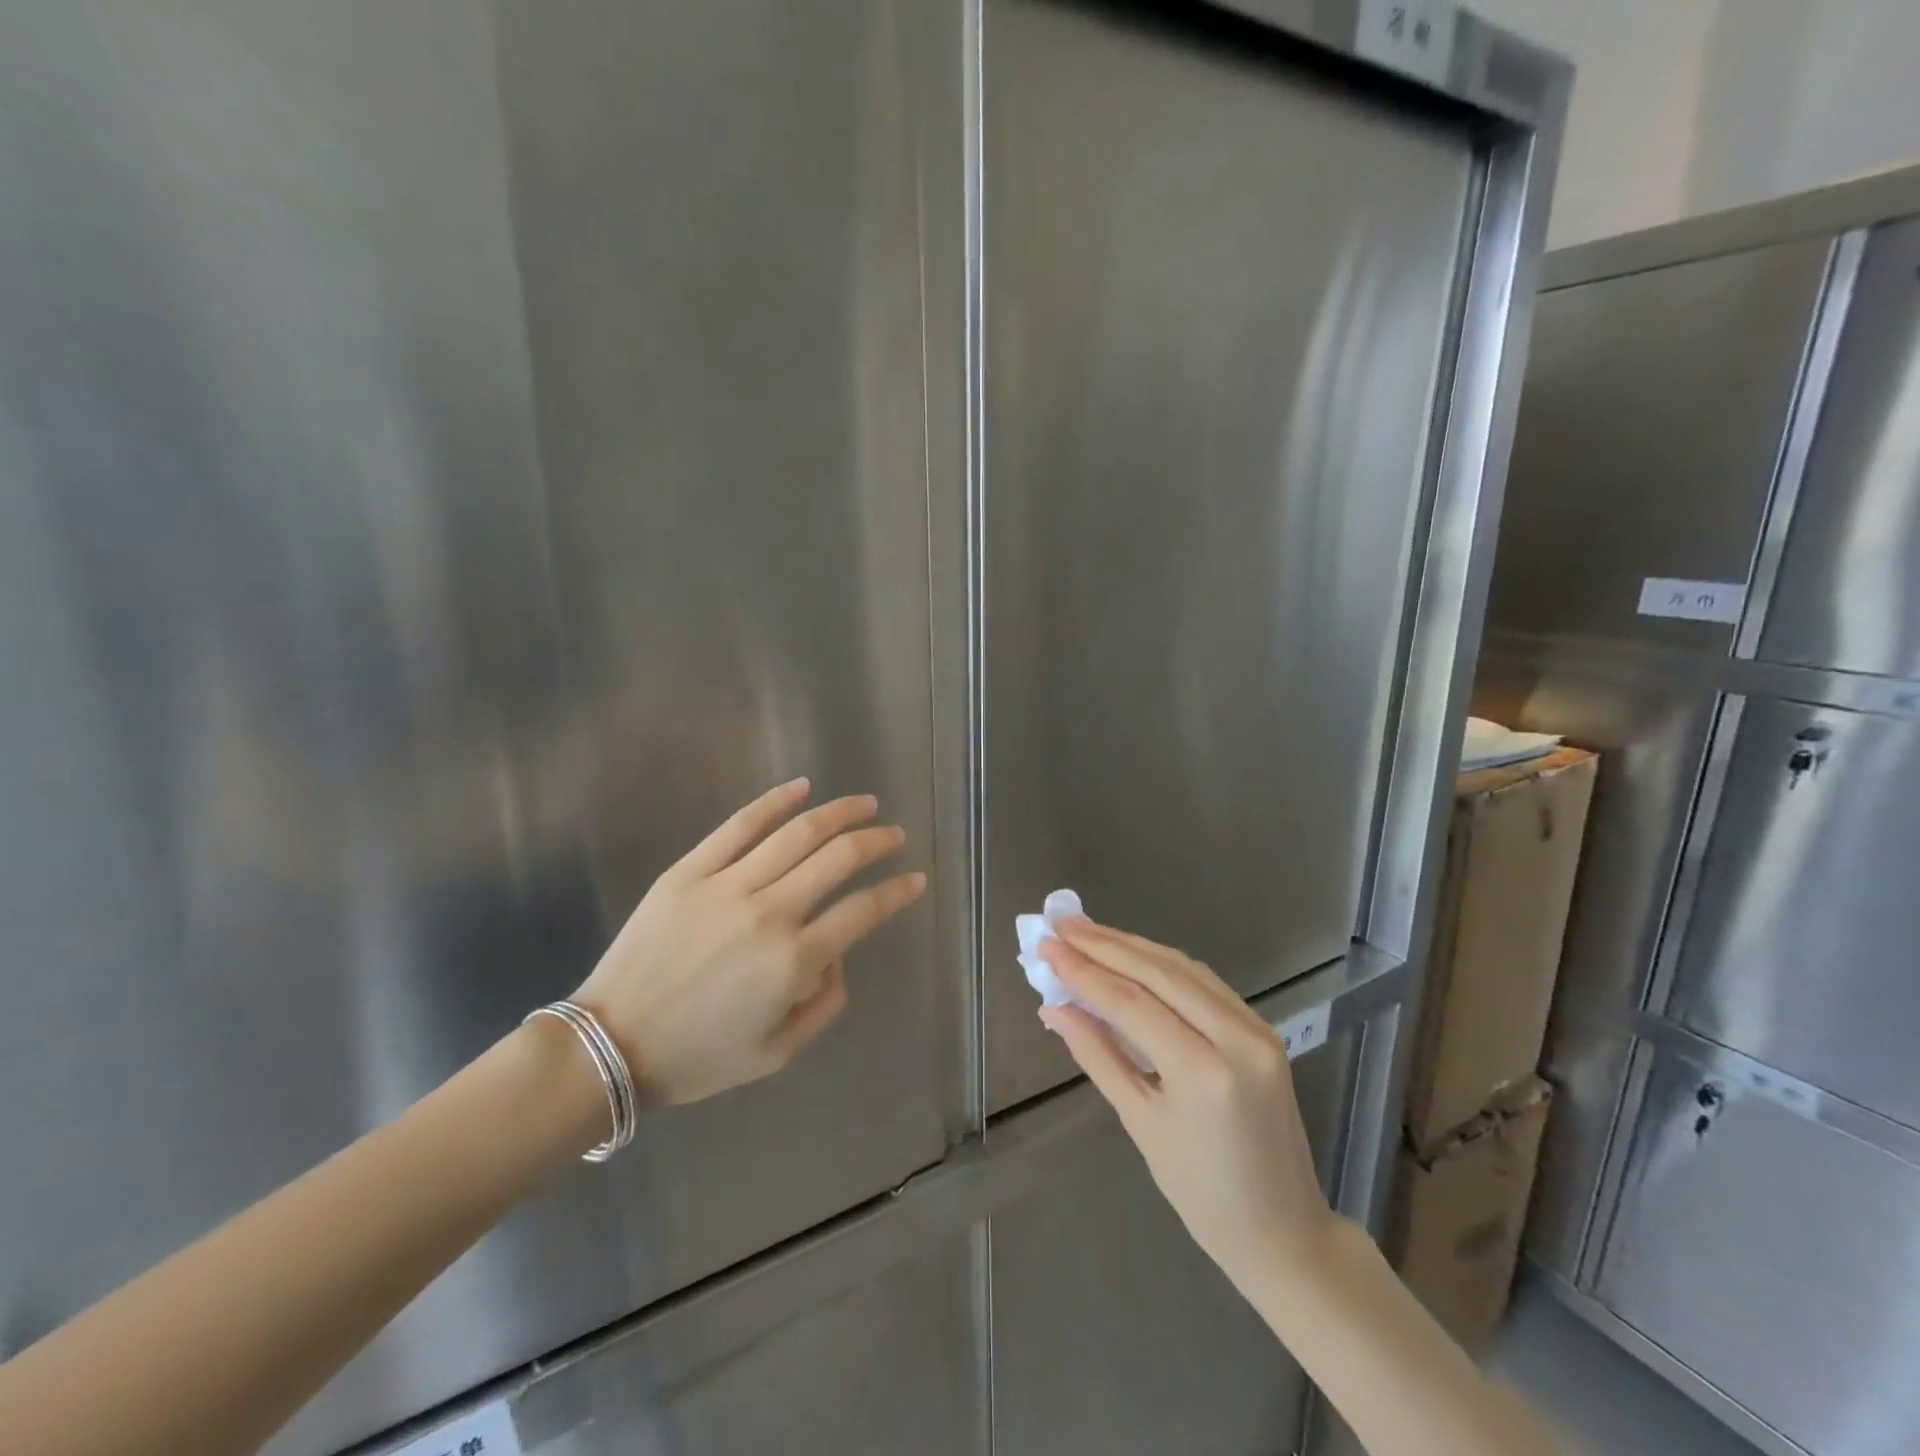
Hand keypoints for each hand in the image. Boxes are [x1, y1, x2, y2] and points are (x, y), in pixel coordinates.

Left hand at [571, 779, 924, 1104]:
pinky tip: (802, 787)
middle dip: (877, 842)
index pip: (862, 911)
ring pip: (797, 834)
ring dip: (840, 814)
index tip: (914, 879)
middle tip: (895, 835)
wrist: (609, 1046)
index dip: (896, 892)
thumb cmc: (698, 1056)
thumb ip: (825, 1005)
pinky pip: (739, 826)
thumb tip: (837, 956)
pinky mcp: (689, 871)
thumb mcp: (777, 1053)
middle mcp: (768, 914)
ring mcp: (726, 886)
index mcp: (793, 963)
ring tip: (866, 804)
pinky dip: (775, 801)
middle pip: (838, 859)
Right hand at [1038, 920, 1334, 1285]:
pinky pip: (1204, 982)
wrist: (1283, 1229)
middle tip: (1061, 923)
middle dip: (1104, 944)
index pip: (1130, 1003)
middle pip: (1158, 973)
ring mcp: (1256, 1029)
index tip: (1046, 945)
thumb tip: (1053, 1008)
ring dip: (1131, 947)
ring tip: (1086, 932)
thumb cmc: (1201, 1193)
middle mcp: (1236, 1038)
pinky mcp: (1262, 1028)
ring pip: (1182, 968)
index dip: (1083, 971)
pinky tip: (1130, 955)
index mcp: (1203, 1073)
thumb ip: (1097, 1055)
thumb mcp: (1140, 1123)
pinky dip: (1161, 964)